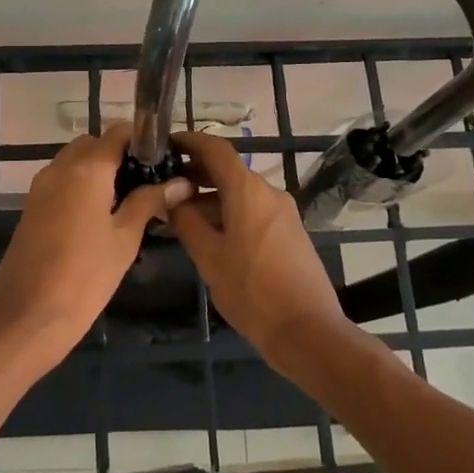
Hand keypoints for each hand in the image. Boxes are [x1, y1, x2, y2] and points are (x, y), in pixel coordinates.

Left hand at [0, 124, 193, 373]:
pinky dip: (79, 187)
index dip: (142, 140)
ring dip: (97, 171)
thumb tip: (181, 182)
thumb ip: (150, 202)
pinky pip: (60, 181)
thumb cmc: (85, 276)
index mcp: (87, 168)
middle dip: (119, 156)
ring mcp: (41, 186)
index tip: (163, 159)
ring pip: (74, 162)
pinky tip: (97, 218)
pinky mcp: (31, 207)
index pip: (118, 132)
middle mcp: (60, 167)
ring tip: (125, 204)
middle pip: (93, 144)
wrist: (28, 316)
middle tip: (145, 185)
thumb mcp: (125, 238)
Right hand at [168, 130, 353, 374]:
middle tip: (165, 185)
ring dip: (212, 197)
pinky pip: (254, 210)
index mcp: (248, 190)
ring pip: (241, 193)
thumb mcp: (209, 257)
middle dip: (196, 173)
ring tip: (182, 216)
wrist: (308, 331)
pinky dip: (230, 212)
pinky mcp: (290, 233)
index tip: (166, 144)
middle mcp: (268, 192)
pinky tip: (212, 236)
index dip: (190, 141)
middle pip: (228, 170)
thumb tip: (170, 198)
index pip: (215, 148)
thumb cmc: (251, 291)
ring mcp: (283, 212)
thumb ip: (186, 221)